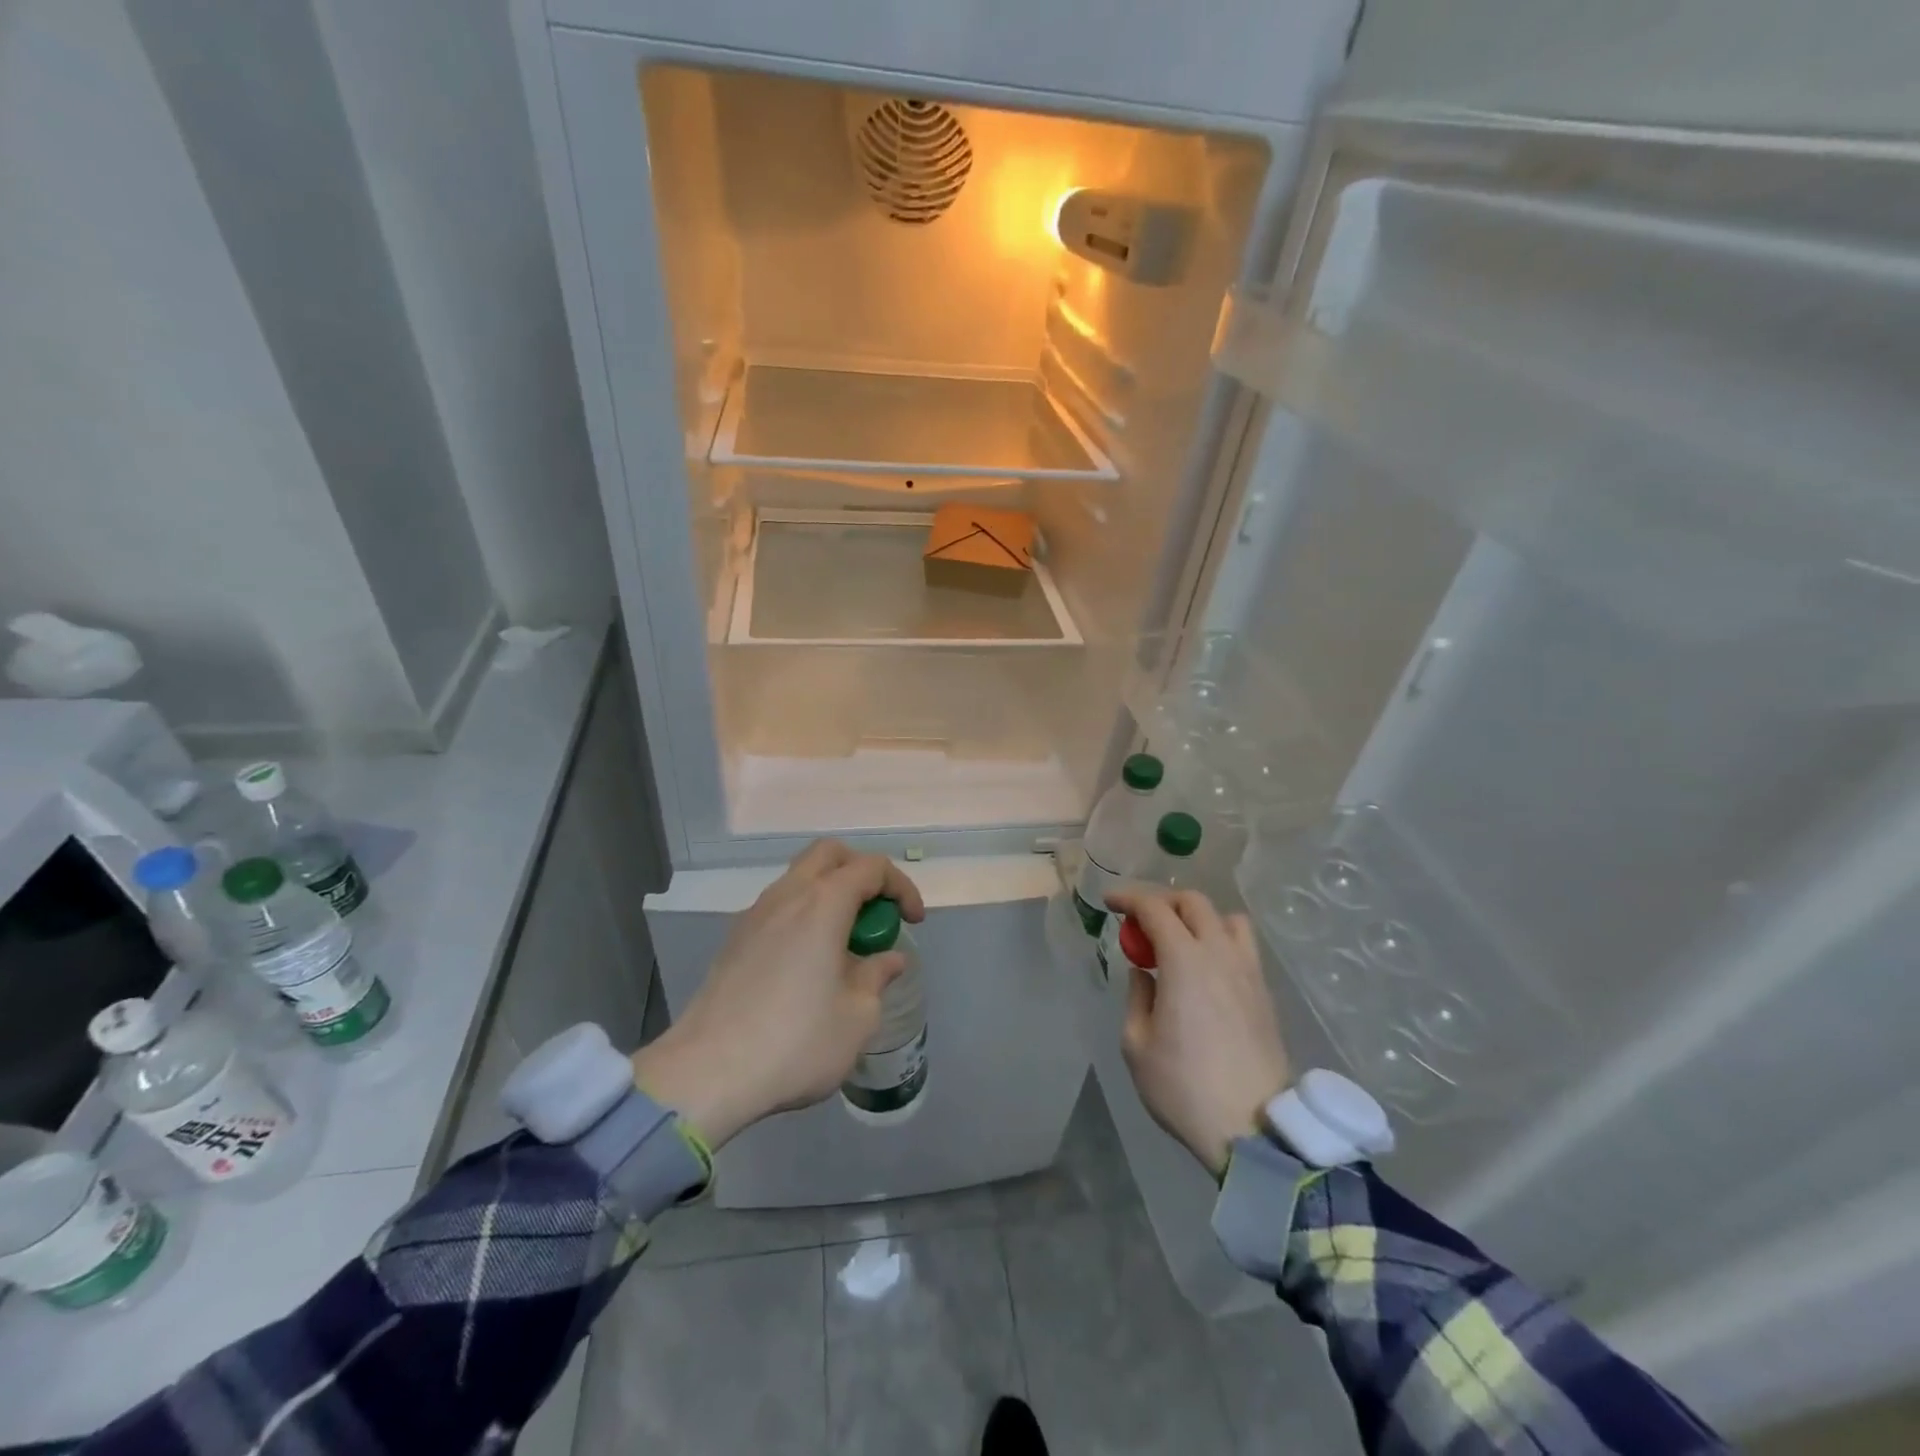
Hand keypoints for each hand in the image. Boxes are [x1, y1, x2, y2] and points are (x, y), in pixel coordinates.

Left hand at [632, 840, 925, 1148]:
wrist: (706, 1074)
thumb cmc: (795, 1041)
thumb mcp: (857, 1017)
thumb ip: (877, 977)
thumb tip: (889, 959)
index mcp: (823, 903)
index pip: (872, 868)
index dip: (901, 888)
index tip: (913, 922)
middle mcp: (787, 895)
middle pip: (829, 855)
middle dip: (862, 874)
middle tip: (876, 914)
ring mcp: (754, 915)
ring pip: (800, 879)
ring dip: (830, 895)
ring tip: (845, 944)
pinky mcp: (734, 940)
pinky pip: (779, 907)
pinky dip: (804, 916)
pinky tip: (808, 963)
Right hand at [1107, 888, 1290, 1178]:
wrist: (1252, 1129)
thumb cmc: (1183, 1087)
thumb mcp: (1137, 1044)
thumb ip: (1137, 997)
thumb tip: (1144, 973)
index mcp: (1184, 961)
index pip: (1155, 909)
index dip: (1129, 899)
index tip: (1110, 902)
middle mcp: (1220, 954)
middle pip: (1194, 903)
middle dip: (1163, 901)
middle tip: (1141, 920)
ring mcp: (1248, 972)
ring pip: (1227, 919)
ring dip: (1198, 917)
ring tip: (1179, 940)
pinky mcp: (1264, 994)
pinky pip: (1243, 946)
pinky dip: (1219, 940)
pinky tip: (1205, 968)